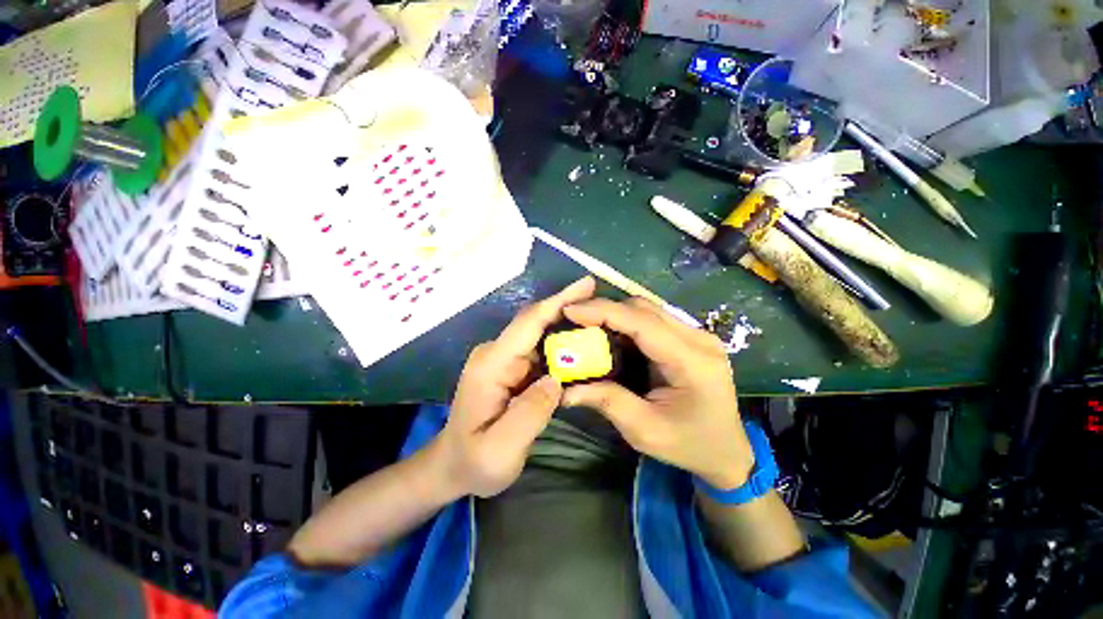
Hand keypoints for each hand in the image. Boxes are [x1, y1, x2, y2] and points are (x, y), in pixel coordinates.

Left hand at [430, 276, 596, 497]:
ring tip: (601, 322)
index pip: (528, 323)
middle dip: (569, 308)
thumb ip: (530, 413)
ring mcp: (504, 359)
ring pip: (541, 333)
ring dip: (569, 325)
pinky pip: (541, 349)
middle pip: (536, 322)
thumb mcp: (500, 450)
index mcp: (491, 365)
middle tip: (604, 304)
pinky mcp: (512, 367)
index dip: (558, 301)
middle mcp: (497, 353)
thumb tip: (557, 379)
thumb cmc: (473, 460)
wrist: (452, 465)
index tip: (587, 284)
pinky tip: (582, 344)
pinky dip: (562, 344)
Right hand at [561, 298, 754, 489]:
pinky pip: (653, 319)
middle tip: (574, 319)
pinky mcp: (692, 337)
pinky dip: (627, 322)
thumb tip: (565, 390)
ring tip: (587, 325)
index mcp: (693, 362)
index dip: (604, 311)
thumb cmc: (689, 445)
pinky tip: (611, 334)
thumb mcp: (644, 431)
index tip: (570, 310)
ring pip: (648, 309)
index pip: (643, 323)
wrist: (728, 451)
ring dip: (616, 314)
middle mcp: (699, 339)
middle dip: (605, 310)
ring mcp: (698, 335)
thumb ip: (606, 402)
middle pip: (645, 309)